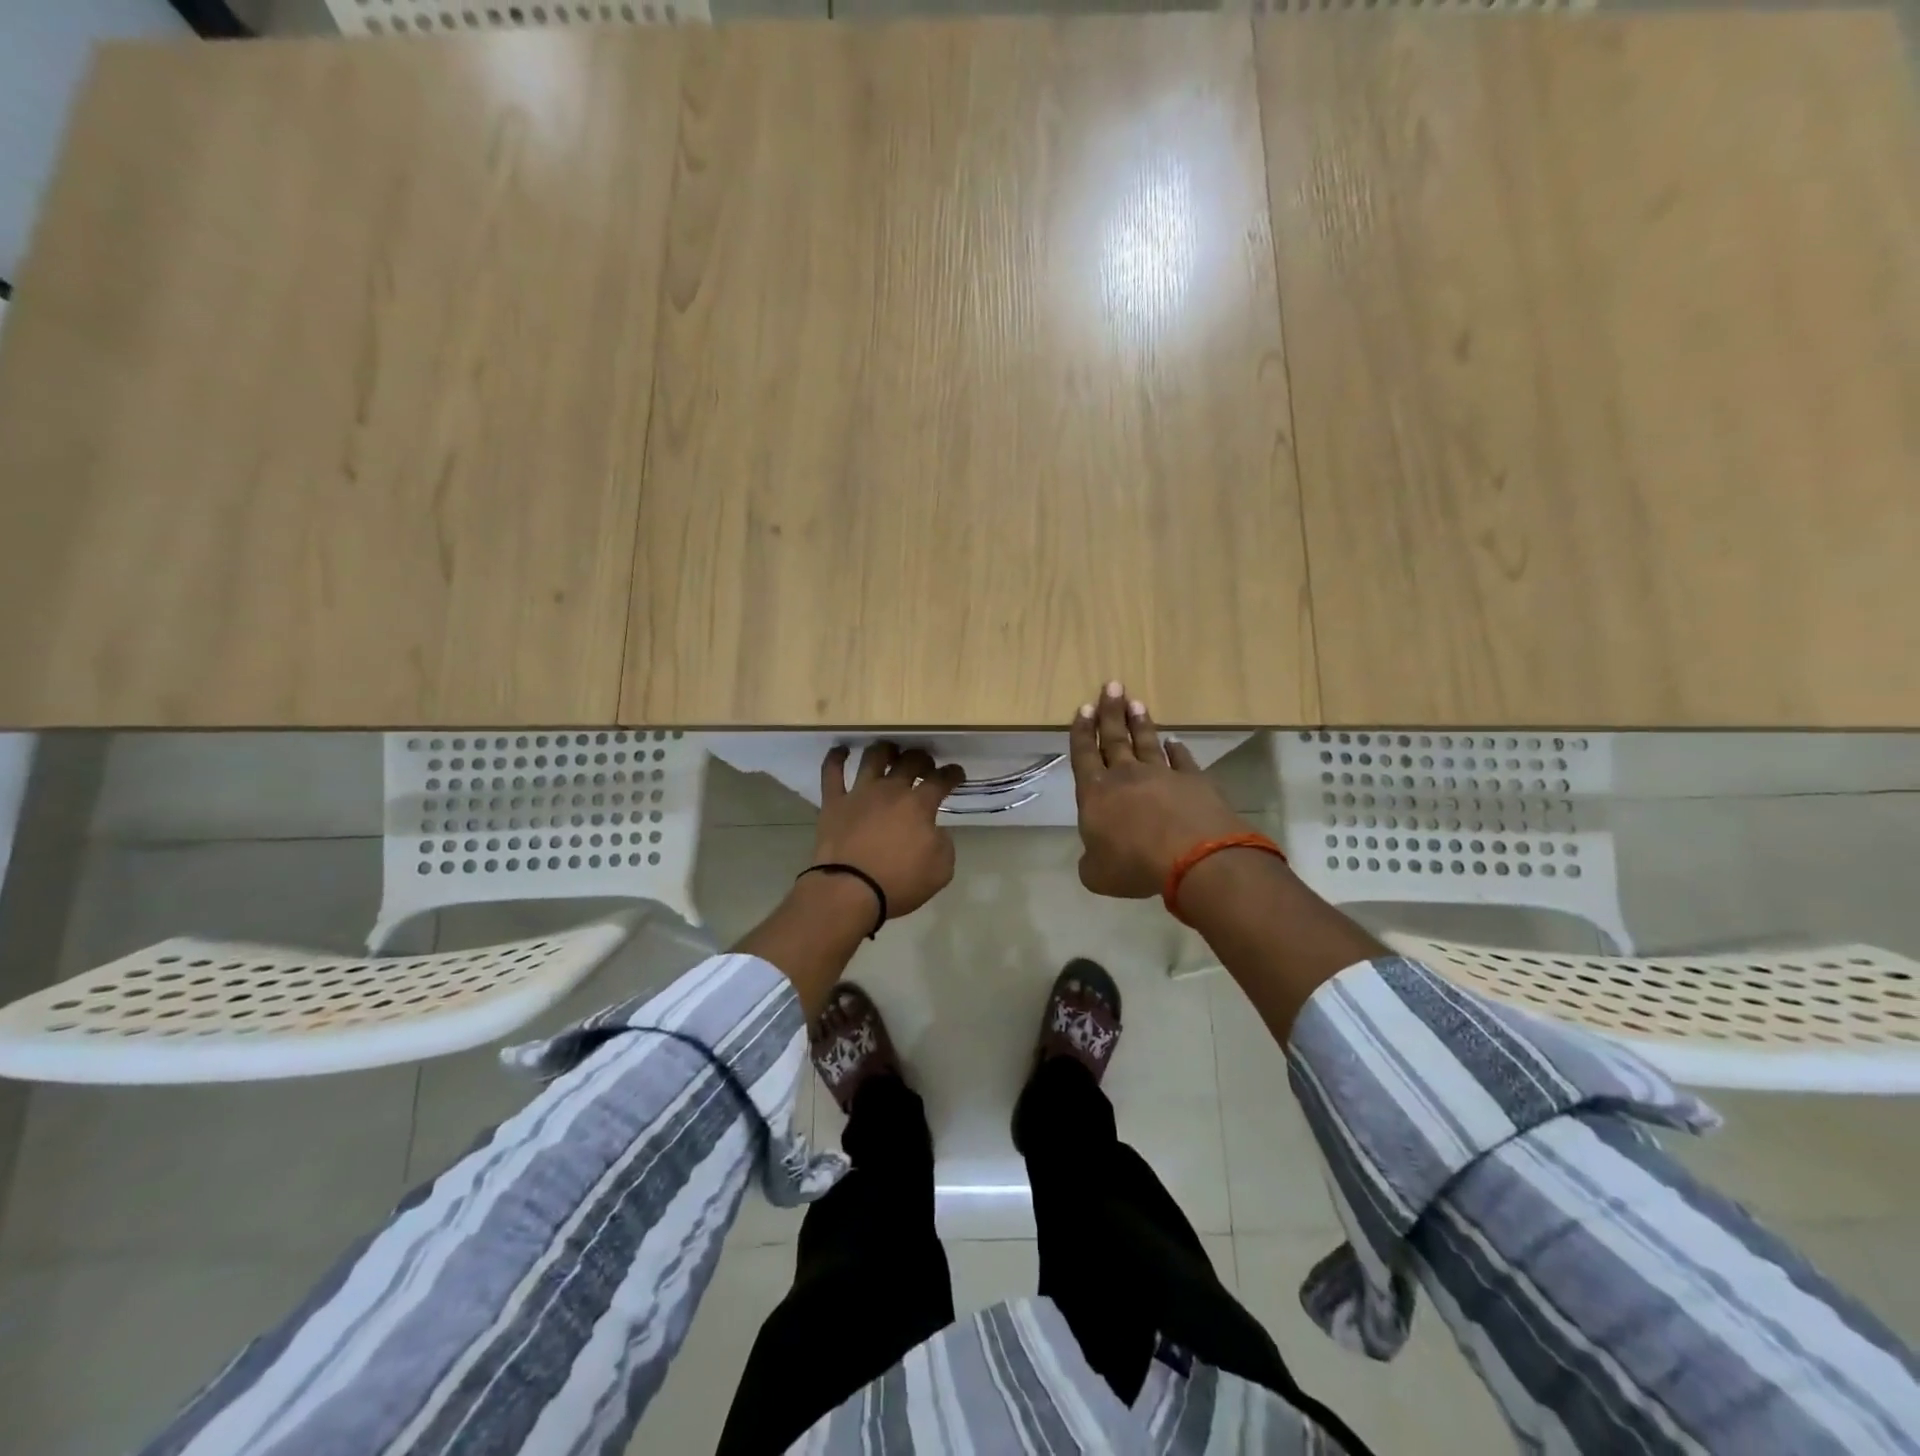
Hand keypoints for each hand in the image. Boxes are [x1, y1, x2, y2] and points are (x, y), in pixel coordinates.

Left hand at [812, 742, 966, 917]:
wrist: (850, 891)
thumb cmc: (899, 882)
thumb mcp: (941, 870)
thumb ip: (944, 844)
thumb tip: (935, 831)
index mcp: (919, 805)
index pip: (941, 780)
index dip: (952, 774)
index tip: (957, 773)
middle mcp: (890, 790)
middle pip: (910, 761)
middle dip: (921, 758)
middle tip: (925, 764)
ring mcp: (860, 793)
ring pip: (873, 758)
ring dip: (885, 750)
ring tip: (890, 751)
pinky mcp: (833, 802)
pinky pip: (832, 772)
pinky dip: (836, 758)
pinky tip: (841, 751)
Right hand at [1069, 682, 1247, 898]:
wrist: (1194, 857)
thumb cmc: (1135, 865)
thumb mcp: (1098, 875)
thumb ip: (1091, 861)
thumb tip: (1094, 857)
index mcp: (1096, 794)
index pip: (1084, 755)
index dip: (1082, 732)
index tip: (1084, 708)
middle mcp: (1126, 776)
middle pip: (1115, 738)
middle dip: (1110, 712)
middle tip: (1111, 686)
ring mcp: (1163, 774)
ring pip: (1147, 742)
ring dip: (1140, 723)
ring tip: (1136, 702)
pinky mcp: (1194, 781)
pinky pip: (1182, 760)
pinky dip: (1177, 750)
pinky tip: (1175, 742)